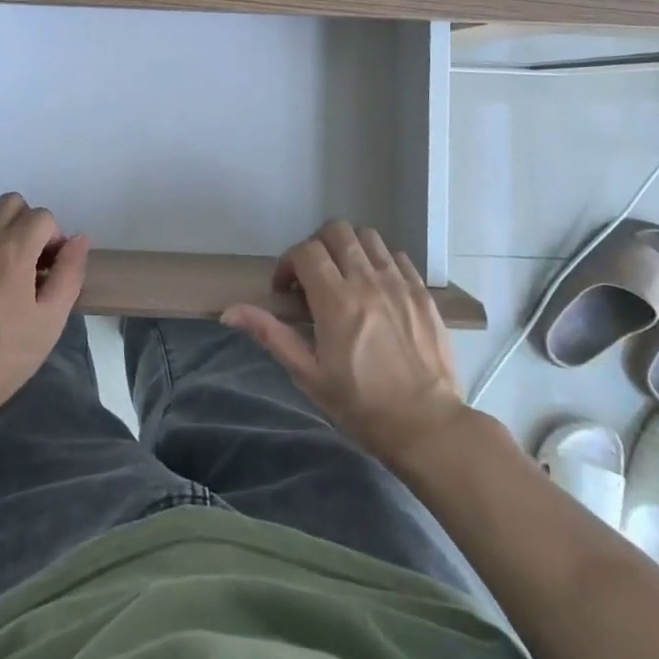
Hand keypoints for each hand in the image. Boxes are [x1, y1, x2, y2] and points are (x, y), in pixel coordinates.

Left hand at [0, 193, 88, 431]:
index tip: (48, 269)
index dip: (52, 238)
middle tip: (25, 260)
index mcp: (13, 249)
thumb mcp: (50, 321)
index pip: (43, 216)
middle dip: (25, 223)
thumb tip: (79, 239)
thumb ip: (70, 273)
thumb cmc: (2, 356)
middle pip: (10, 202)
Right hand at [223, 220, 466, 467]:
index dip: (288, 263)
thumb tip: (230, 312)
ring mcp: (399, 283)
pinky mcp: (422, 292)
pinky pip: (397, 256)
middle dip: (317, 245)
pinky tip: (376, 287)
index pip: (305, 251)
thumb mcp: (309, 376)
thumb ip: (271, 335)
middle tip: (313, 276)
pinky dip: (380, 261)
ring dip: (349, 247)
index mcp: (336, 300)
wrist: (428, 427)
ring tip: (345, 276)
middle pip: (336, 231)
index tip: (286, 290)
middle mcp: (367, 281)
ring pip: (368, 236)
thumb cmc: (362, 406)